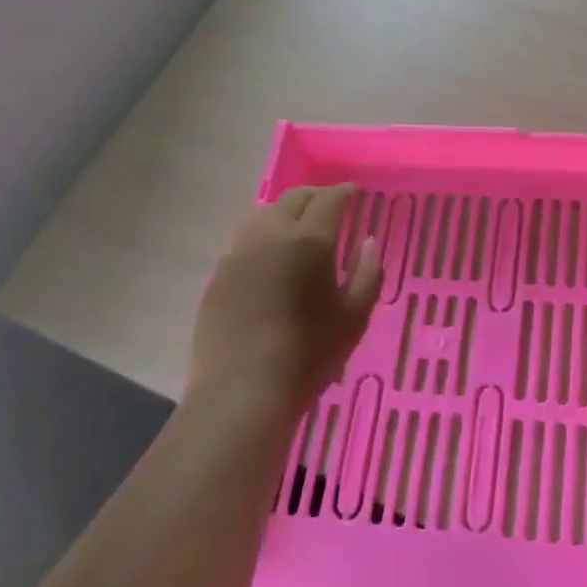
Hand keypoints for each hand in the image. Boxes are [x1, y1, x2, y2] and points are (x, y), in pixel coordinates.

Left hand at [187, 184, 381, 424]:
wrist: (241, 394)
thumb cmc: (308, 356)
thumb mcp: (354, 317)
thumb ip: (368, 273)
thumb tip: (369, 242)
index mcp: (309, 240)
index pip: (329, 199)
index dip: (344, 192)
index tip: (354, 193)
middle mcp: (271, 236)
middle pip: (293, 198)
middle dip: (315, 196)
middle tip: (330, 206)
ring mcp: (239, 254)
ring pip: (262, 215)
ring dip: (284, 212)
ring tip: (297, 228)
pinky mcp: (218, 276)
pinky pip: (243, 243)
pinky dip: (262, 239)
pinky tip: (270, 261)